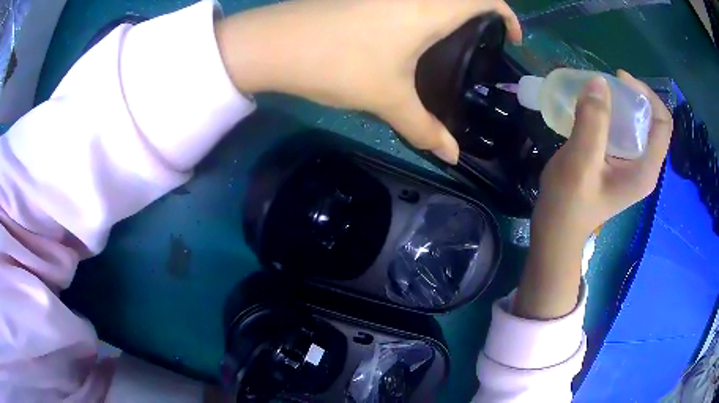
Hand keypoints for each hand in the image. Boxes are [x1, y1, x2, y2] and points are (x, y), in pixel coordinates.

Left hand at [215, 0, 521, 163]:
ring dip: (448, 10)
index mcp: (430, 8)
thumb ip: (424, 128)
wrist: (274, 43)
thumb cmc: (338, 63)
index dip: (506, 14)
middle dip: (479, 12)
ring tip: (448, 41)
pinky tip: (408, 33)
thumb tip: (452, 158)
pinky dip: (420, 10)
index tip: (511, 36)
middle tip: (480, 41)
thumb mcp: (387, 98)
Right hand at [533, 71, 671, 247]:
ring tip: (597, 94)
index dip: (647, 95)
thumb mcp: (581, 161)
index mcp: (645, 169)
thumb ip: (593, 122)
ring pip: (635, 125)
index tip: (620, 80)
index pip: (663, 123)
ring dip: (619, 104)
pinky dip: (611, 115)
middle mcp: (644, 167)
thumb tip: (599, 81)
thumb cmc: (569, 203)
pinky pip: (622, 132)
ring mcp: (632, 167)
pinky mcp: (619, 165)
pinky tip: (593, 112)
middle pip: (650, 121)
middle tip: (605, 85)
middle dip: (631, 97)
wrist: (557, 230)